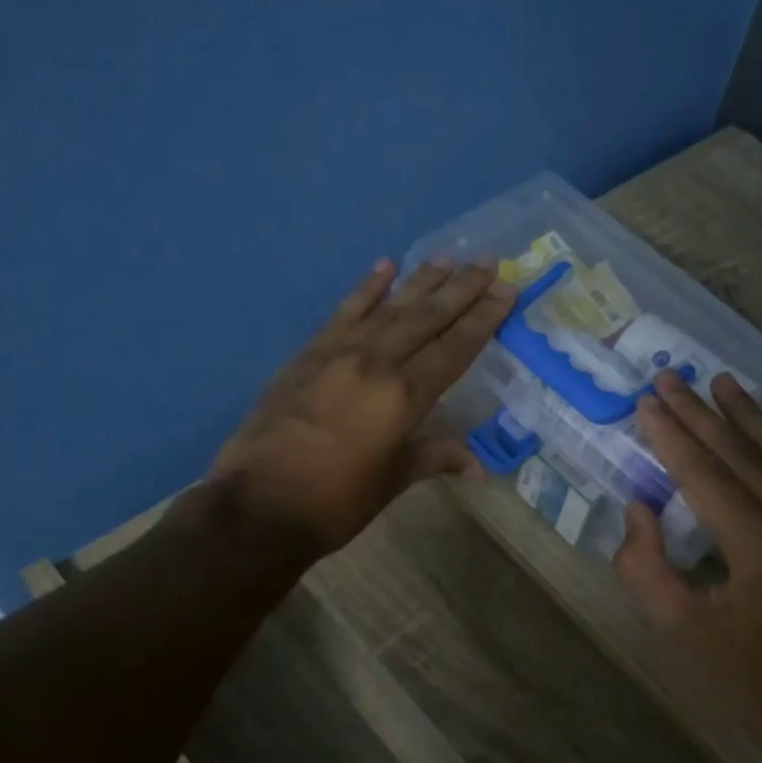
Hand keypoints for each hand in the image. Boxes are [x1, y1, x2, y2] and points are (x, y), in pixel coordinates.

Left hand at [209, 256, 514, 557]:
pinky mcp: (307, 354)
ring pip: (388, 308)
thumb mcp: (391, 483)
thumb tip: (478, 467)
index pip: (453, 349)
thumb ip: (433, 458)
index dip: (483, 319)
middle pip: (426, 318)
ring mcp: (337, 353)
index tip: (506, 290)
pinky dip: (366, 289)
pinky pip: (343, 313)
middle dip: (461, 289)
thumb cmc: (333, 503)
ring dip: (420, 281)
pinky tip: (384, 267)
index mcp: (402, 397)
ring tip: (448, 257)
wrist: (255, 505)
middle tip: (488, 262)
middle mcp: (374, 363)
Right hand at [613, 371, 761, 733]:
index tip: (645, 401)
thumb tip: (638, 508)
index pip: (704, 475)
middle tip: (670, 377)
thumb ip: (644, 567)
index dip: (671, 436)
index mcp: (759, 549)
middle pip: (741, 454)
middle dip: (700, 414)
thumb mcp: (678, 629)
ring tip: (721, 380)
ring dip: (749, 415)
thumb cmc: (744, 674)